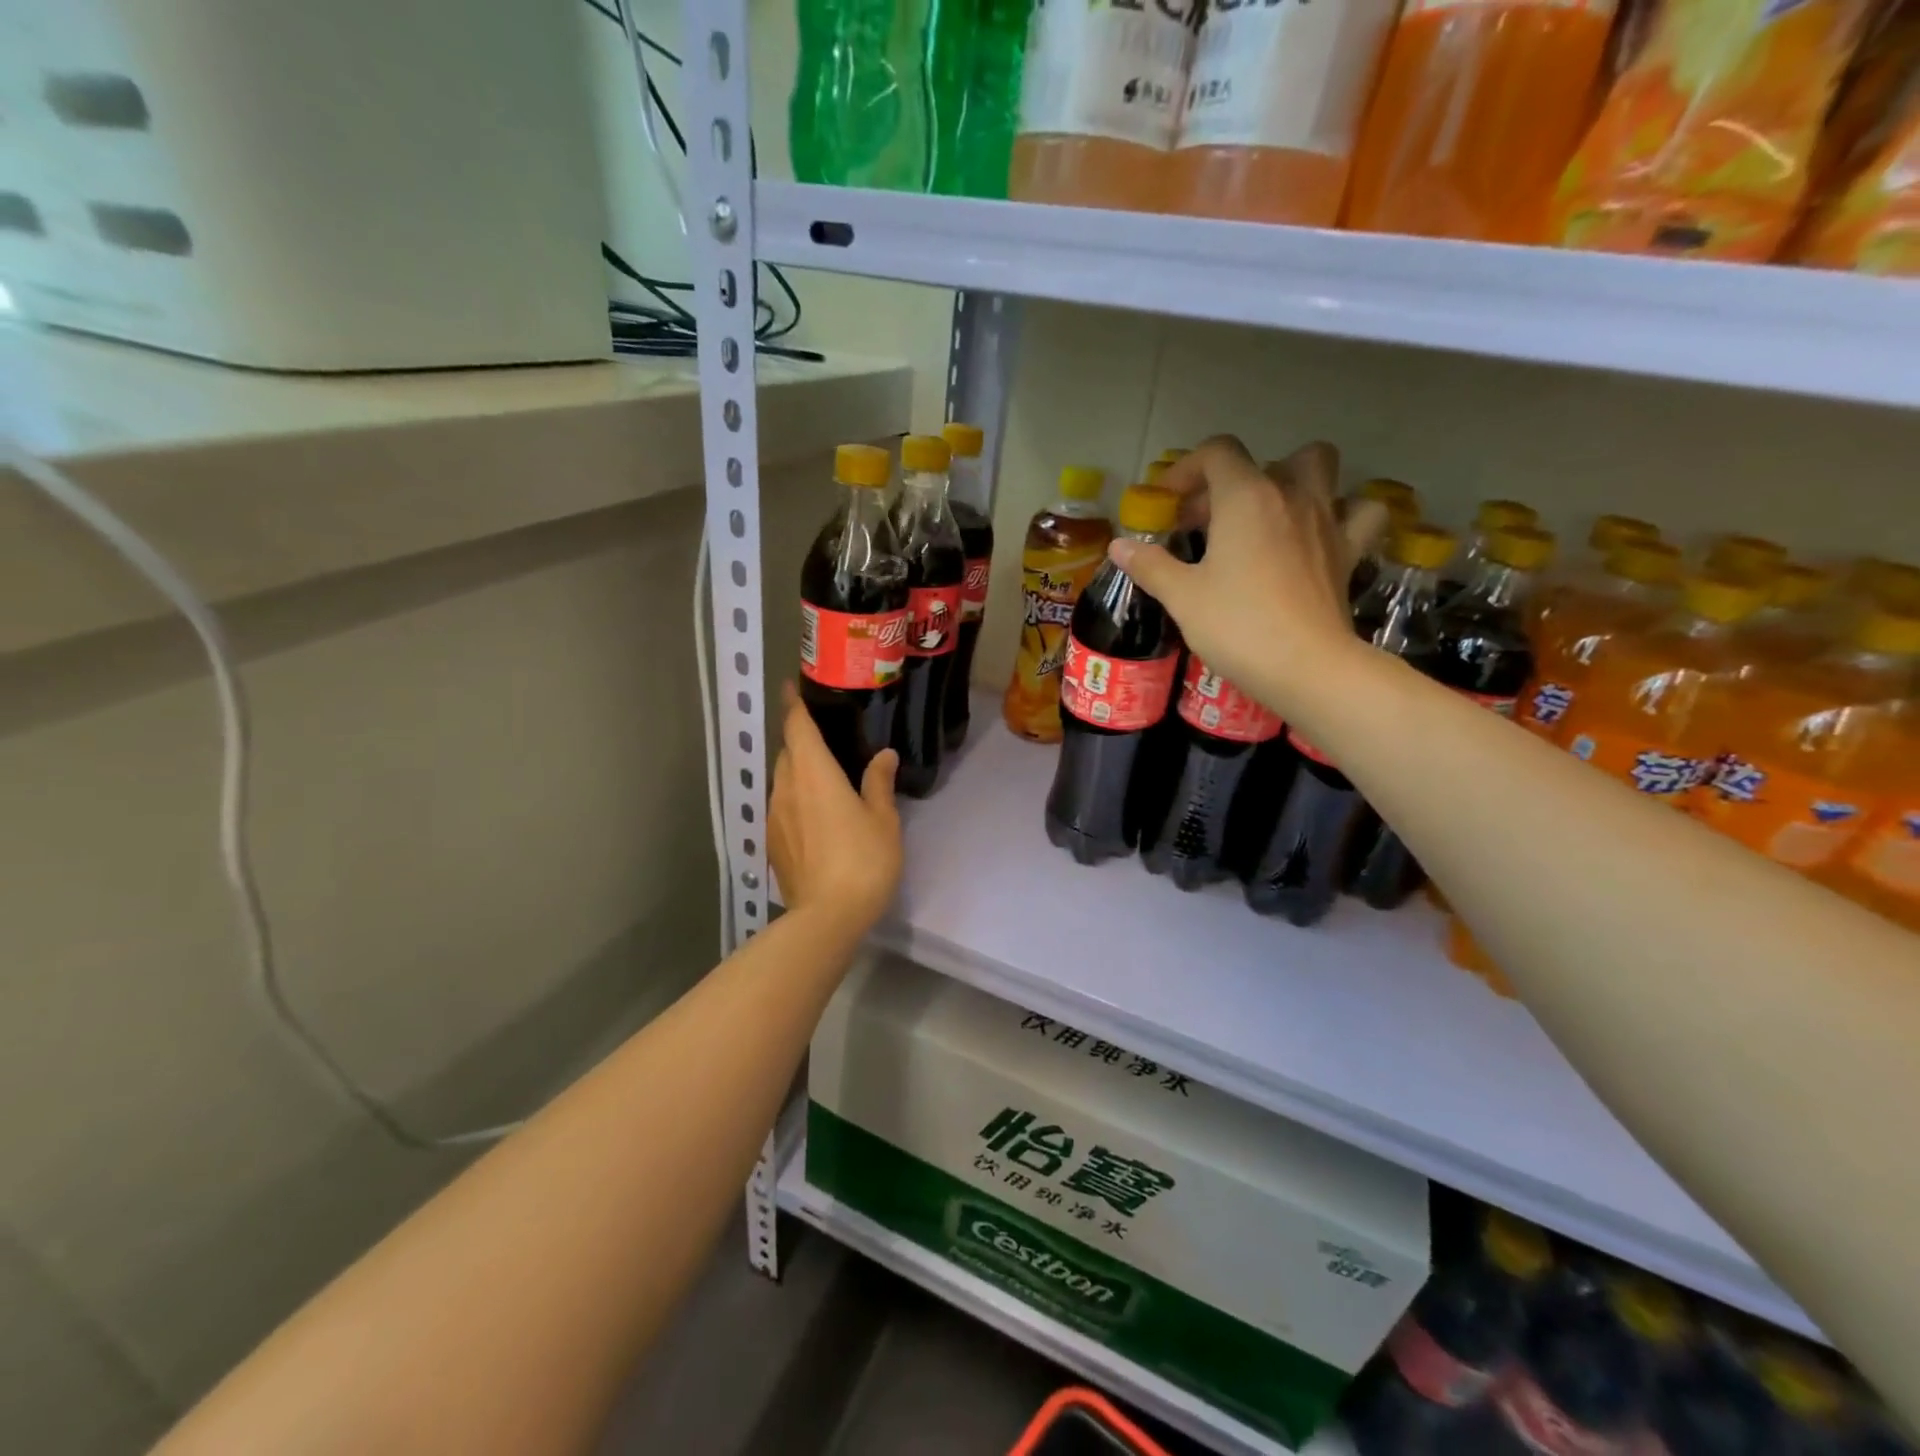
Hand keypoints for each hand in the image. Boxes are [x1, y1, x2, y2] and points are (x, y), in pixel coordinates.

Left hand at [768, 683, 903, 934]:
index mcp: (814, 773)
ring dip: (797, 771)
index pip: (797, 727)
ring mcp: (774, 816)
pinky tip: (815, 814)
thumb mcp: (883, 820)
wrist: (827, 917)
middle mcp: (786, 787)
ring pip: (781, 780)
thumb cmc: (862, 860)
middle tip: (825, 738)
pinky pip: (781, 805)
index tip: (792, 688)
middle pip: (787, 752)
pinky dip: (794, 797)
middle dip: (799, 740)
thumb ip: (879, 783)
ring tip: (822, 776)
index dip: (793, 705)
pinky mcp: (772, 842)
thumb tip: (884, 756)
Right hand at [1109, 436, 1387, 713]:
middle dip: (1230, 482)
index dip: (1186, 469)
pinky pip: (1358, 512)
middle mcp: (1290, 495)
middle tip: (1206, 521)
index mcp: (1245, 497)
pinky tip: (1321, 531)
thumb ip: (1150, 565)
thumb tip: (1118, 546)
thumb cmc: (1236, 626)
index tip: (1167, 504)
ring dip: (1292, 478)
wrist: (1306, 667)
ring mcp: (1326, 520)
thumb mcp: (1182, 597)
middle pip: (1265, 460)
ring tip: (1266, 513)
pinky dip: (1343, 511)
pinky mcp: (1348, 551)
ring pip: (1319, 468)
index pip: (1216, 453)